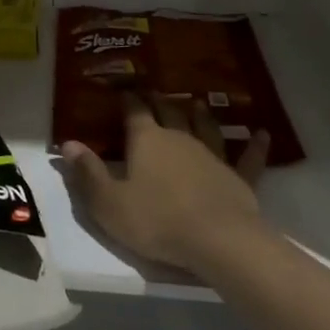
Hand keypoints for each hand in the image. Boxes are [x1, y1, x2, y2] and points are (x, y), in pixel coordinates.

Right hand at [60, 95, 271, 273]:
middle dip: (158, 100)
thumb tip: (67, 143)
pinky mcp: (239, 178)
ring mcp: (212, 156)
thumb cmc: (156, 221)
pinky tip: (262, 133)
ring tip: (197, 101)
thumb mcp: (109, 203)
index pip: (133, 111)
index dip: (127, 99)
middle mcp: (179, 139)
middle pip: (168, 112)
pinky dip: (255, 145)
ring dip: (200, 114)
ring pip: (205, 127)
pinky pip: (248, 158)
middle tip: (153, 90)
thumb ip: (88, 173)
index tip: (121, 88)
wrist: (218, 241)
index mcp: (147, 141)